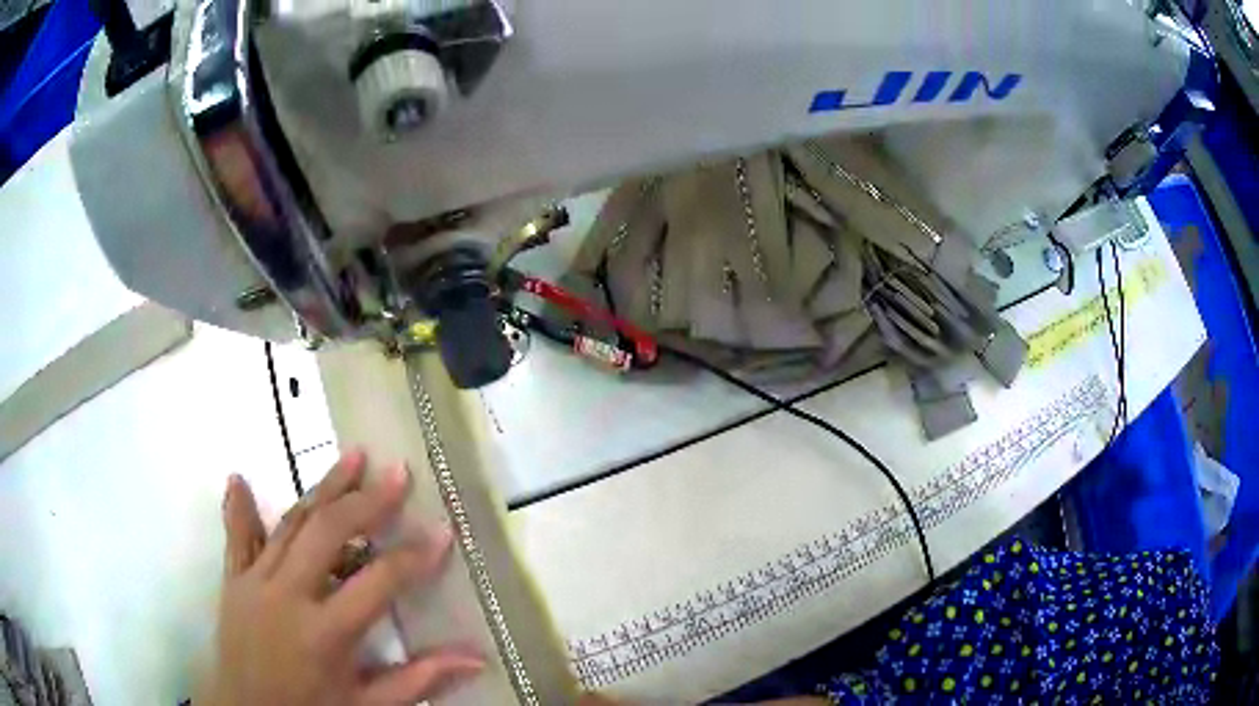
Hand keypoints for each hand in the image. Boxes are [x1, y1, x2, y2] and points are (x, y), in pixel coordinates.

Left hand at [201, 450, 483, 705]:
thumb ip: (419, 681)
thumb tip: (477, 657)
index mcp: (325, 632)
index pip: (378, 583)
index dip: (414, 557)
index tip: (442, 531)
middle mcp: (287, 596)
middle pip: (328, 534)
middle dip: (366, 502)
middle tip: (397, 473)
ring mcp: (256, 582)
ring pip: (291, 523)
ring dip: (323, 488)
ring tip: (352, 457)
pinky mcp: (234, 580)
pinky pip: (237, 538)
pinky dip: (238, 509)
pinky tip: (237, 479)